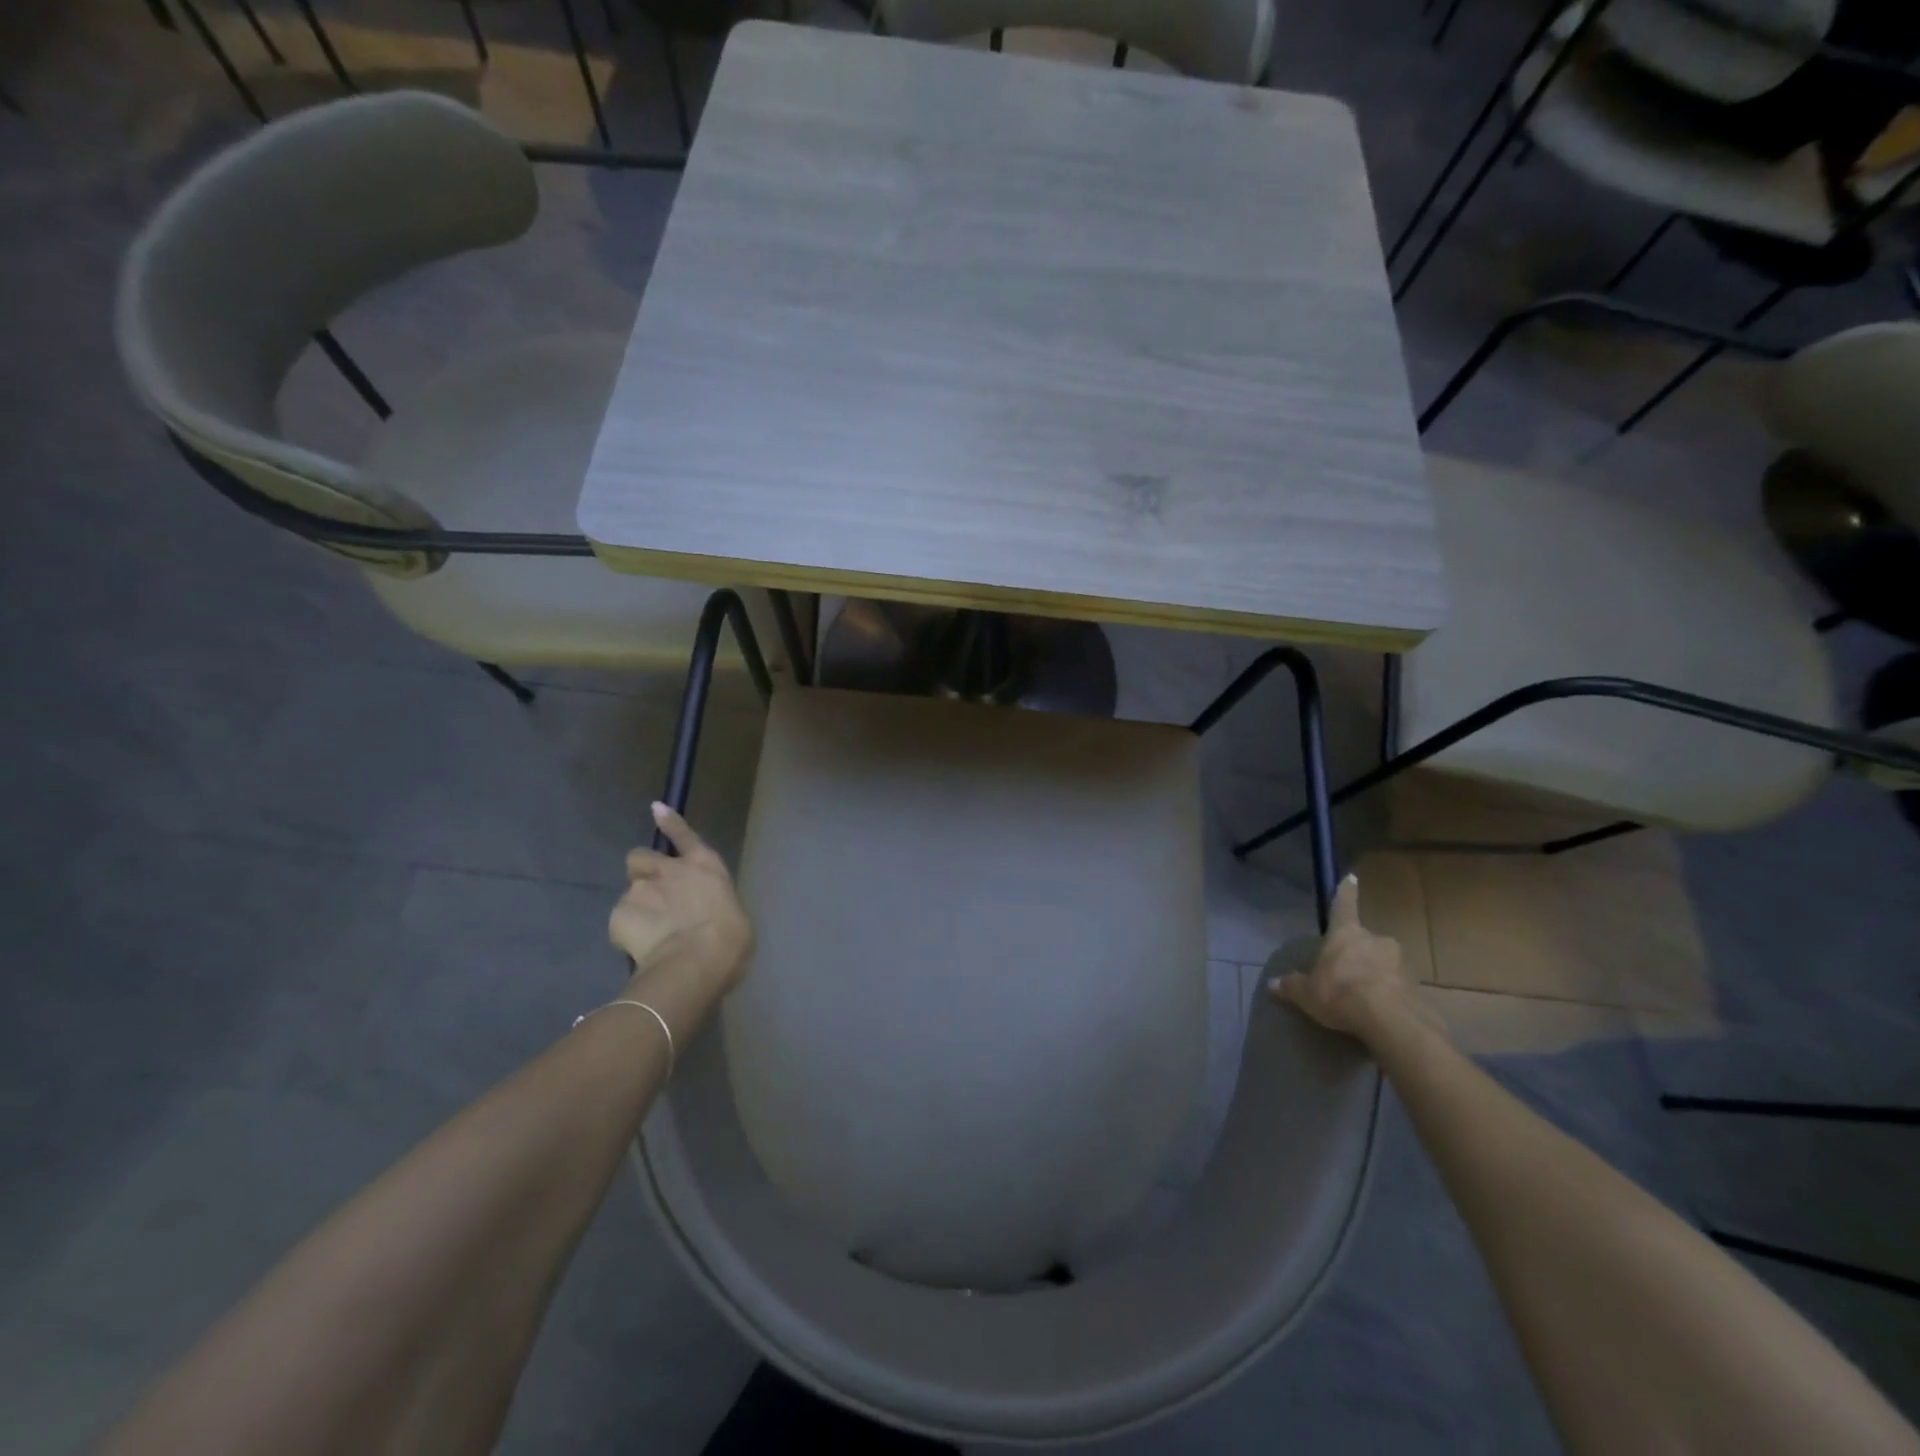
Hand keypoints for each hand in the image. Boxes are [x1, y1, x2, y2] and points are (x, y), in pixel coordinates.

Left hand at [610, 804, 753, 995]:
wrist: (696, 961)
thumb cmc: (730, 939)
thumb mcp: (732, 916)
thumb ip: (712, 905)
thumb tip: (706, 916)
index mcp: (705, 865)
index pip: (683, 835)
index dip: (670, 822)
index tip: (656, 808)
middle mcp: (670, 869)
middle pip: (640, 857)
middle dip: (642, 872)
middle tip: (651, 896)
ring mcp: (641, 889)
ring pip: (629, 892)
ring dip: (636, 906)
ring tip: (648, 933)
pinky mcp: (618, 914)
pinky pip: (619, 922)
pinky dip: (627, 933)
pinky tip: (639, 950)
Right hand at [1268, 873, 1439, 1043]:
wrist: (1390, 1020)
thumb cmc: (1340, 993)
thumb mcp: (1306, 993)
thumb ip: (1292, 986)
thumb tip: (1273, 984)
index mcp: (1346, 933)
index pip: (1343, 906)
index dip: (1345, 892)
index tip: (1351, 877)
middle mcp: (1375, 939)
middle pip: (1364, 940)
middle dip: (1357, 953)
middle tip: (1346, 972)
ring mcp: (1400, 961)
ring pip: (1384, 963)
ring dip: (1375, 974)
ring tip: (1362, 998)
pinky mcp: (1417, 986)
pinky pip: (1397, 985)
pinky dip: (1389, 994)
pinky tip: (1379, 1012)